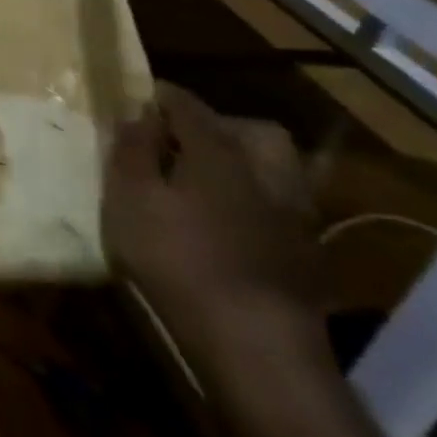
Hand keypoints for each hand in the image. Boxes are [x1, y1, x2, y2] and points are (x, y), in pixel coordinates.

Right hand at [104, 83, 328, 380]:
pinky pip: (280, 203)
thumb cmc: (178, 258)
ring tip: (205, 180)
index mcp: (219, 149)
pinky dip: (255, 199)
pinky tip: (231, 222)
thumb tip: (137, 113)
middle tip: (178, 140)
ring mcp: (294, 210)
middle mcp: (265, 169)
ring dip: (242, 162)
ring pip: (274, 166)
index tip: (136, 98)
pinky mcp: (306, 250)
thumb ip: (132, 151)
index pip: (187, 104)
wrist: (254, 340)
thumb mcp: (130, 199)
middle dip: (214, 125)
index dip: (159, 96)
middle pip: (248, 129)